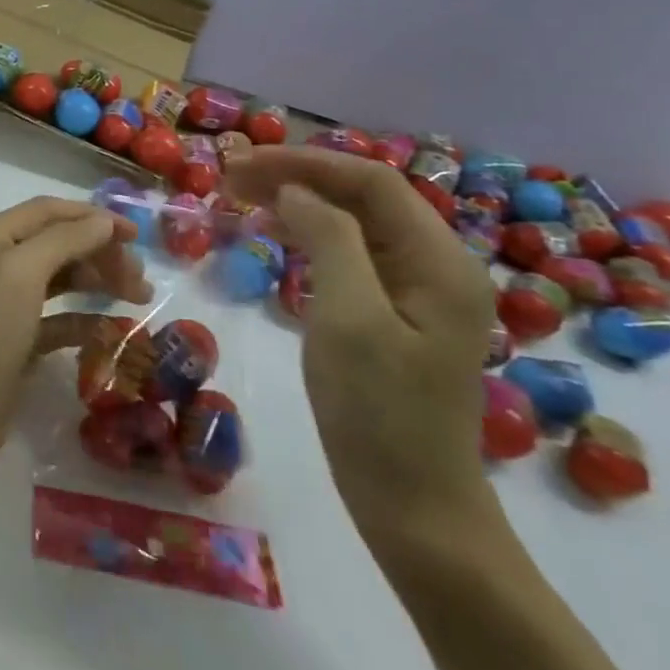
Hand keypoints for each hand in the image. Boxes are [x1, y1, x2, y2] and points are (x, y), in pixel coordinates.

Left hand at [0, 197, 147, 484]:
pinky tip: (111, 331)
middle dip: (99, 253)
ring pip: (60, 280)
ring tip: (138, 298)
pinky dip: (84, 320)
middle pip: (56, 244)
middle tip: (140, 279)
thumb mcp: (20, 275)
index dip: (91, 217)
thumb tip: (104, 221)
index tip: (137, 235)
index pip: (46, 212)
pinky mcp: (16, 342)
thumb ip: (64, 241)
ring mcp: (4, 305)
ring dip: (97, 283)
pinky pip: (58, 319)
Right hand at [226, 147, 497, 552]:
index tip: (242, 163)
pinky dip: (308, 235)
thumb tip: (294, 191)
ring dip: (299, 201)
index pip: (371, 181)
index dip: (305, 162)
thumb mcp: (349, 318)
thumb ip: (328, 240)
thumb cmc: (378, 413)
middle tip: (230, 177)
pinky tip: (274, 236)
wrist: (413, 506)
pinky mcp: (395, 315)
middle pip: (363, 196)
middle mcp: (436, 264)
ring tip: (241, 197)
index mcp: (439, 260)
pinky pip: (350, 254)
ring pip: (353, 222)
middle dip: (297, 177)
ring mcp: (417, 292)